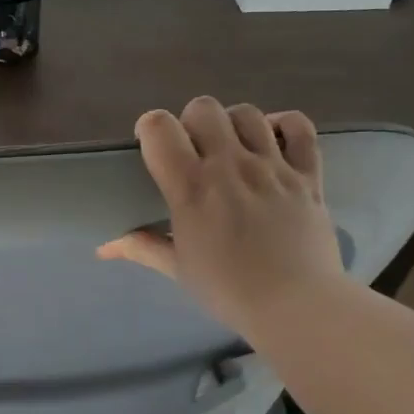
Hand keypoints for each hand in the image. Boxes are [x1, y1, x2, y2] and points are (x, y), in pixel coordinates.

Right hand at [98, 97, 343, 332]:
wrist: (296, 306)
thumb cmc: (228, 290)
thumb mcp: (178, 269)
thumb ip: (142, 247)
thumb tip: (104, 247)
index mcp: (192, 187)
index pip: (160, 127)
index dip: (151, 127)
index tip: (152, 144)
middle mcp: (230, 166)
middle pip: (204, 108)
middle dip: (192, 122)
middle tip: (194, 150)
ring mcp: (273, 166)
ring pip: (248, 113)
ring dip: (233, 125)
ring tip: (233, 148)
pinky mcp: (308, 174)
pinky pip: (300, 128)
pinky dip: (284, 126)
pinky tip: (273, 142)